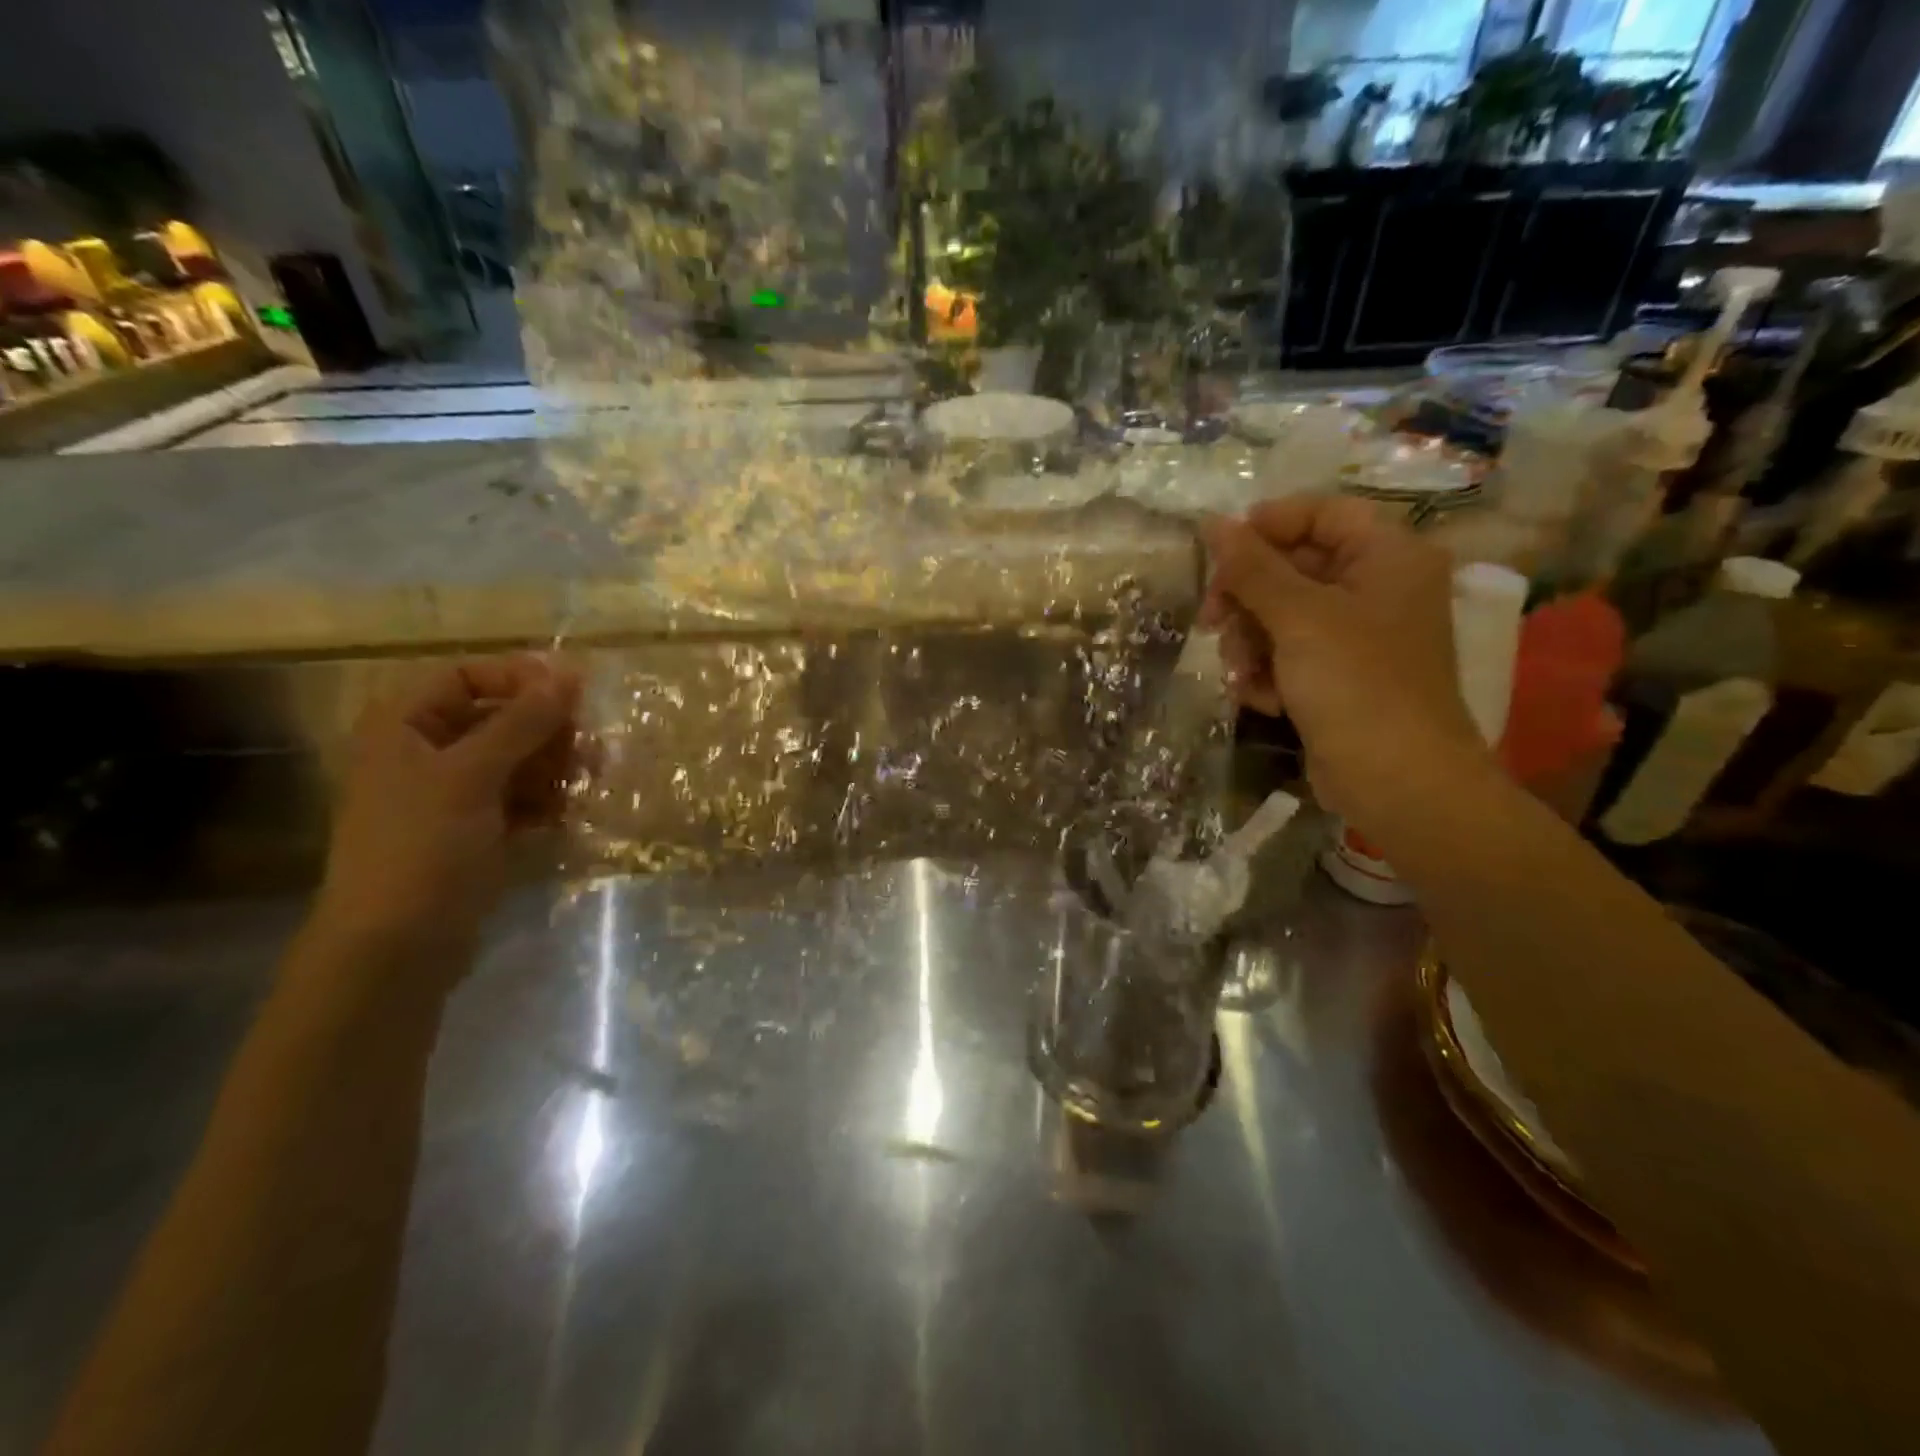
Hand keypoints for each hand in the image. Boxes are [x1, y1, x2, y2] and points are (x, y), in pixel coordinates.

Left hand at [313, 655, 583, 963]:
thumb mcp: (471, 775)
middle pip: (499, 717)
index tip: (575, 692)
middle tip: (590, 747)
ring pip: (517, 759)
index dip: (520, 677)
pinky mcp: (477, 830)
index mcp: (405, 726)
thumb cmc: (422, 848)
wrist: (397, 947)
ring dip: (555, 766)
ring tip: (588, 781)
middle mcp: (426, 752)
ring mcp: (453, 794)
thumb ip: (522, 722)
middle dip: (547, 729)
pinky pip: (522, 797)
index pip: (467, 676)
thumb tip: (569, 674)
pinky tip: (569, 813)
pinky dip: (547, 800)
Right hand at [1200, 497, 1489, 830]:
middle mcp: (1377, 588)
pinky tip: (1260, 698)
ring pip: (1281, 615)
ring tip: (1240, 673)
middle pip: (1293, 567)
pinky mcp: (1339, 676)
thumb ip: (1251, 568)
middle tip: (1210, 621)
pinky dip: (1267, 672)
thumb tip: (1211, 522)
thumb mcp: (1298, 618)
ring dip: (1249, 642)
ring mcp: (1358, 635)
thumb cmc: (1356, 685)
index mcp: (1387, 556)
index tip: (1217, 553)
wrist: (1397, 782)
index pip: (1321, 513)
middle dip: (1247, 598)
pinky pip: (1288, 654)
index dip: (1267, 525)